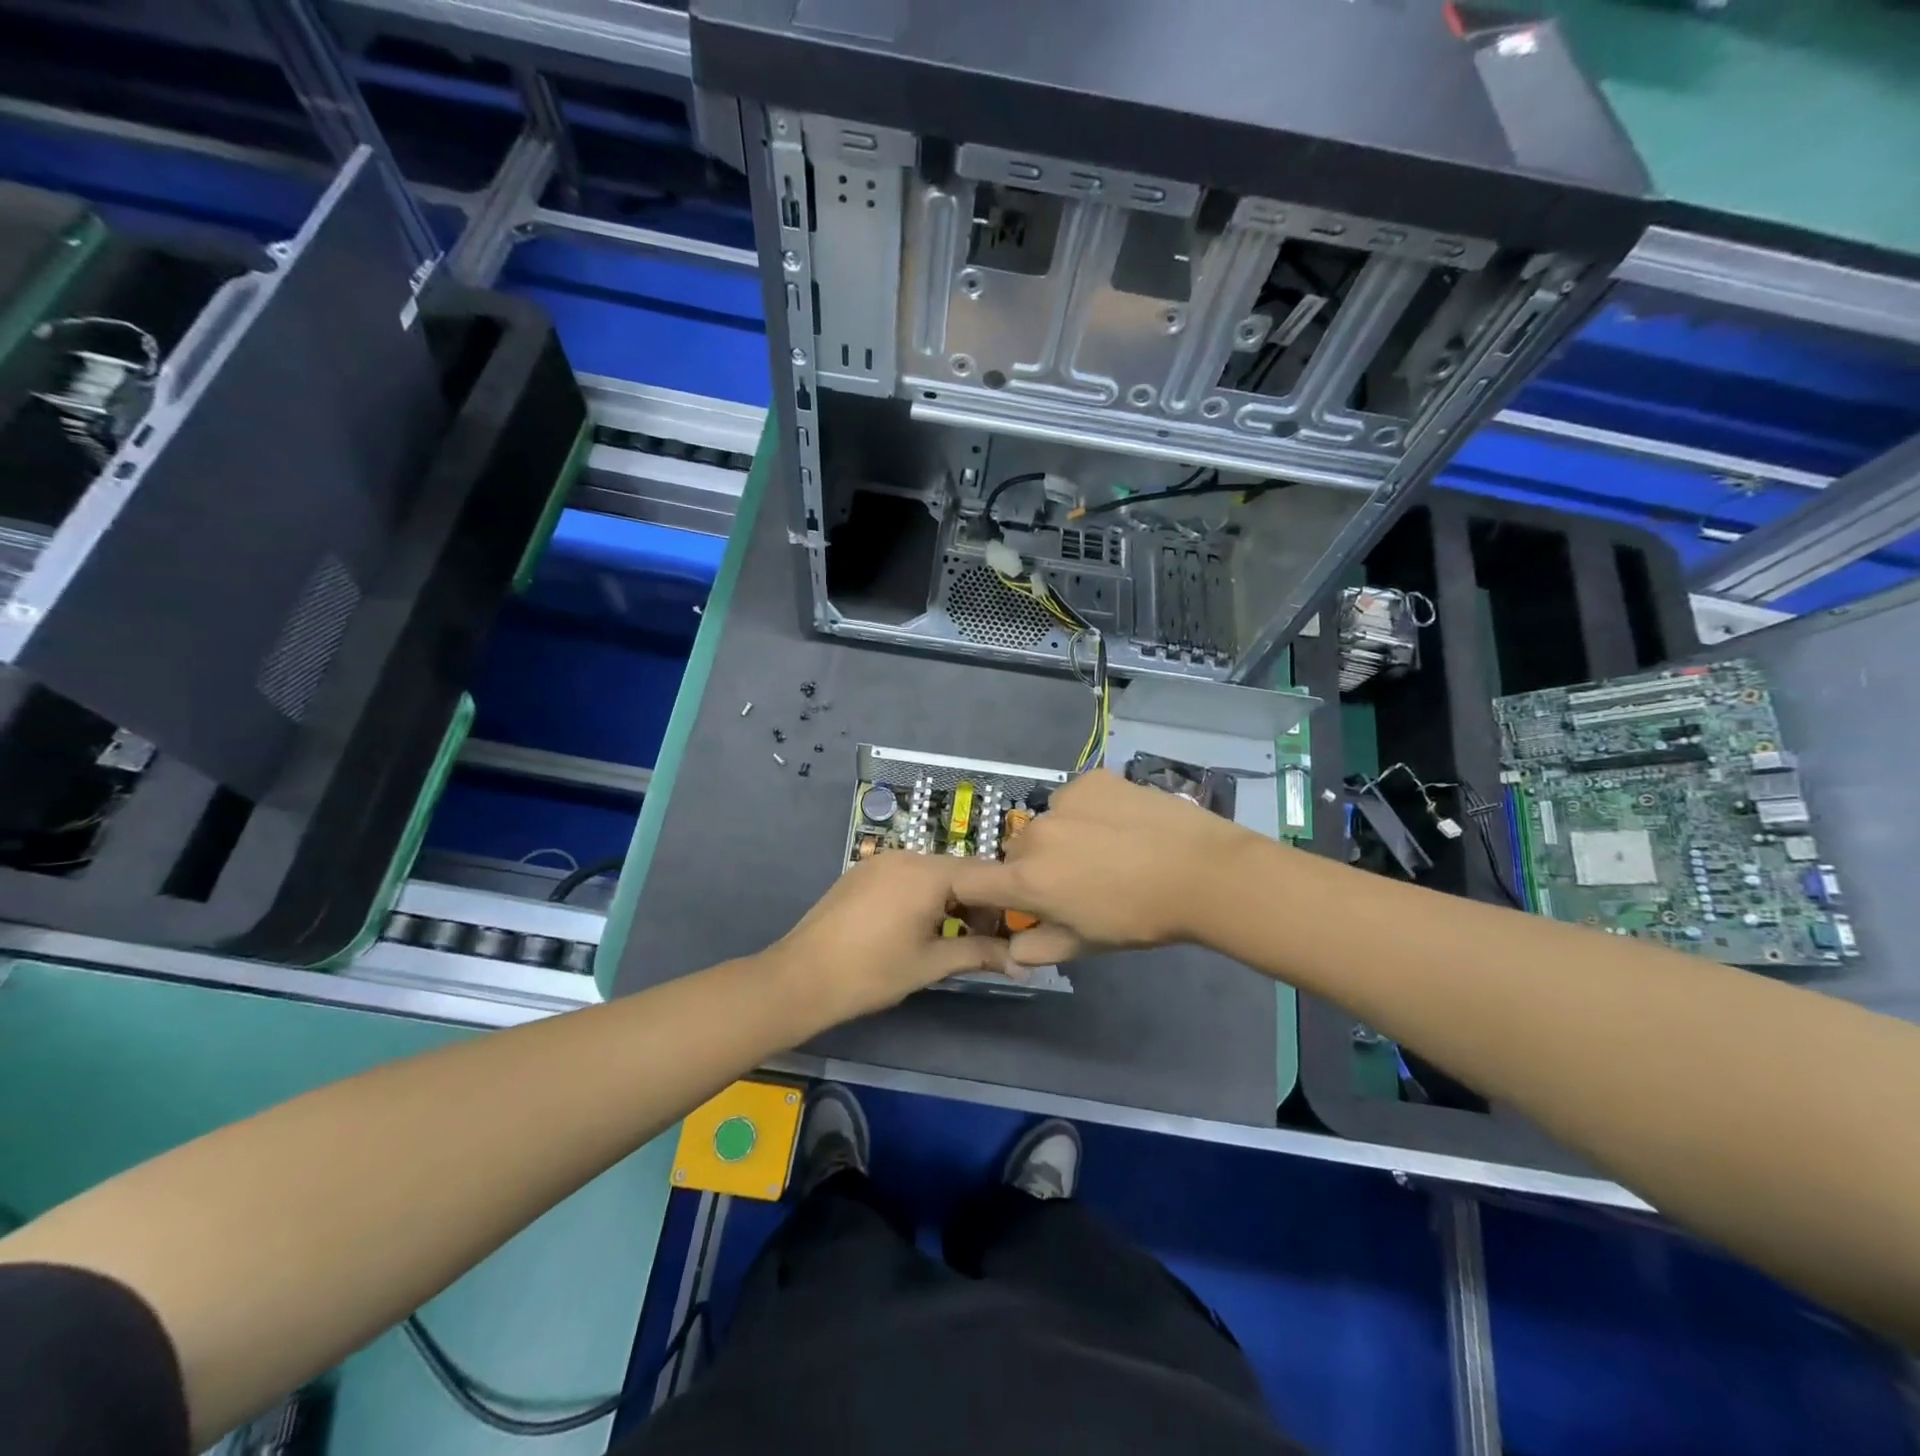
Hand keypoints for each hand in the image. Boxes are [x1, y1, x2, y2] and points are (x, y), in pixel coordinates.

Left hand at [765, 851, 1015, 1024]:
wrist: (801, 978)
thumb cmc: (872, 972)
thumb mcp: (931, 963)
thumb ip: (979, 954)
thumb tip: (1023, 962)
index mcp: (928, 872)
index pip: (985, 874)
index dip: (1004, 902)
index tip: (1013, 931)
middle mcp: (906, 855)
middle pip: (958, 871)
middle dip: (976, 902)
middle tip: (983, 940)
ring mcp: (880, 861)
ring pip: (931, 873)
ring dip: (949, 900)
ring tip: (949, 937)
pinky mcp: (862, 872)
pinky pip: (906, 876)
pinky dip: (922, 895)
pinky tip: (915, 927)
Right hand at [951, 769, 1261, 965]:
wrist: (1200, 871)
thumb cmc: (1140, 918)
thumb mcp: (1086, 944)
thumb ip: (1039, 948)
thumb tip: (1012, 951)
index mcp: (1028, 880)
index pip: (971, 881)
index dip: (975, 891)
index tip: (998, 898)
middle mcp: (1035, 835)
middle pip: (1016, 851)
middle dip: (1034, 867)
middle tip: (1075, 881)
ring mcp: (1063, 801)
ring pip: (1046, 822)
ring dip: (1060, 836)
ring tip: (1105, 849)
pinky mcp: (1091, 779)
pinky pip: (1074, 797)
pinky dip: (1086, 810)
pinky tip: (1120, 823)